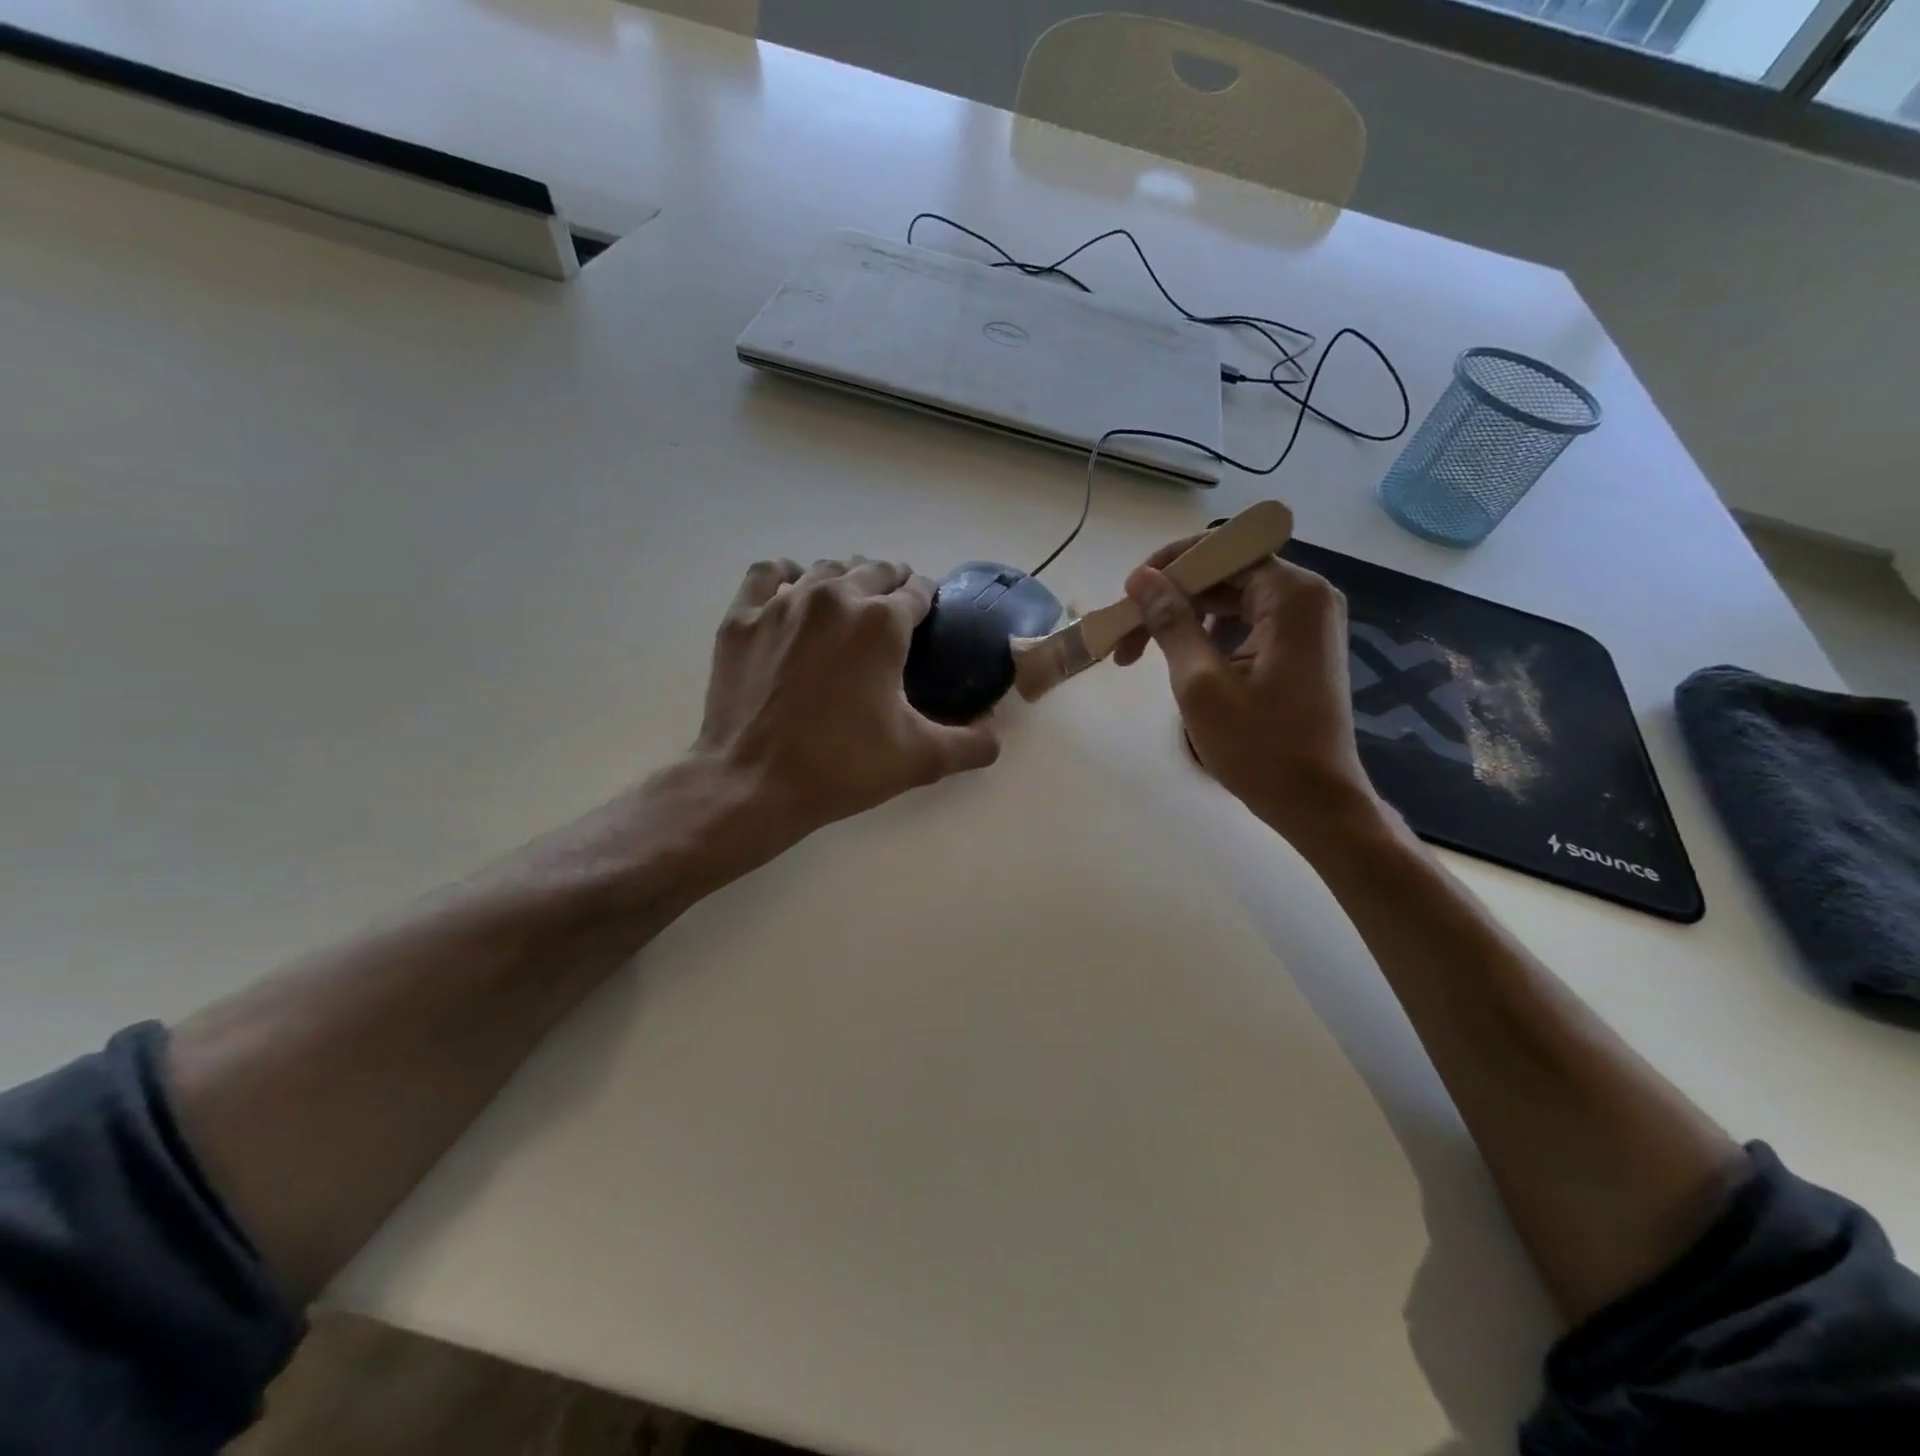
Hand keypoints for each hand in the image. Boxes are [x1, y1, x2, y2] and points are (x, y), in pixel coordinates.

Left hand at [692, 557, 999, 847]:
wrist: (753, 785)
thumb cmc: (842, 767)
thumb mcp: (921, 759)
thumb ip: (973, 742)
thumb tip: (994, 728)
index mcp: (883, 623)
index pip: (918, 591)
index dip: (928, 601)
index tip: (928, 619)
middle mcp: (836, 597)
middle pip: (874, 570)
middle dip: (891, 584)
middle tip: (895, 614)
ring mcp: (783, 603)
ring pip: (825, 569)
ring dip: (846, 580)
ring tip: (850, 605)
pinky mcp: (742, 618)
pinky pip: (768, 575)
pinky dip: (786, 577)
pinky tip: (793, 591)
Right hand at [1113, 536, 1385, 849]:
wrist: (1316, 802)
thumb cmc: (1259, 747)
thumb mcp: (1200, 683)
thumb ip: (1170, 622)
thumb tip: (1141, 577)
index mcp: (1291, 595)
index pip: (1221, 550)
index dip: (1168, 567)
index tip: (1127, 597)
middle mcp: (1307, 596)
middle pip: (1224, 574)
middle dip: (1170, 599)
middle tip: (1124, 637)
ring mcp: (1308, 622)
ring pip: (1231, 599)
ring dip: (1184, 618)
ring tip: (1141, 653)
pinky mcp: (1302, 646)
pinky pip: (1247, 622)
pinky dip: (1209, 634)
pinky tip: (1182, 660)